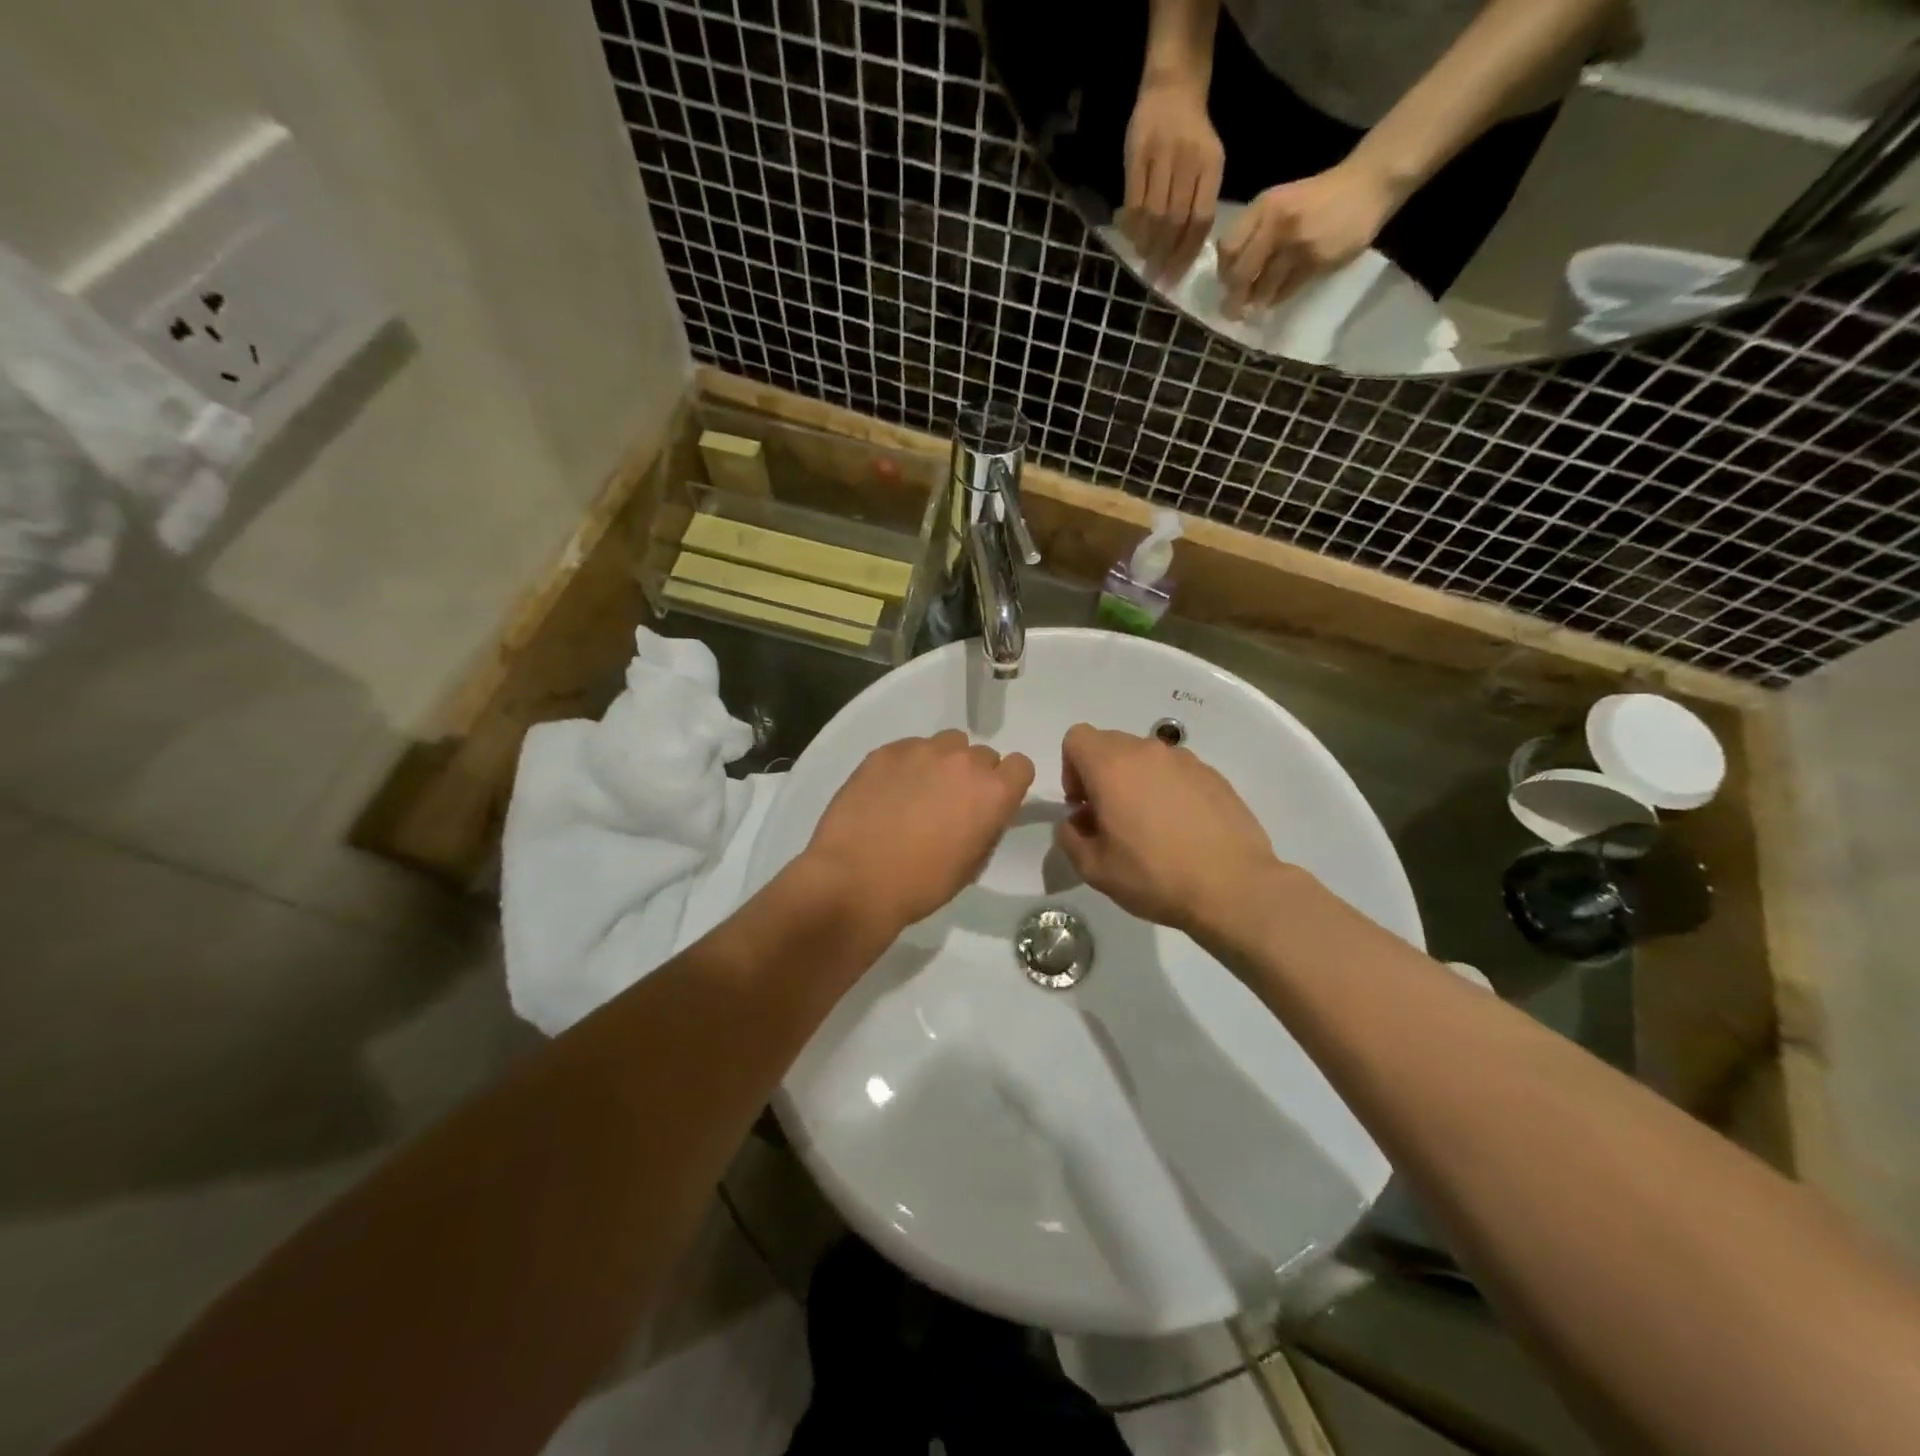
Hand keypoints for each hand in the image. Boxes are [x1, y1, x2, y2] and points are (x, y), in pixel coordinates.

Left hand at [804, 731, 1034, 937]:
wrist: (856, 880)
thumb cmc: (921, 884)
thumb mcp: (972, 864)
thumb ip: (986, 826)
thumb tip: (981, 812)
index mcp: (993, 792)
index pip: (1020, 766)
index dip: (1007, 784)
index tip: (990, 802)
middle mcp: (964, 761)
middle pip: (982, 754)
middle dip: (972, 775)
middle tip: (949, 803)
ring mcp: (922, 751)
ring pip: (946, 744)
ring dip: (942, 763)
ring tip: (918, 791)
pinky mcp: (886, 751)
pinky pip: (909, 748)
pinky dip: (907, 765)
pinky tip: (888, 792)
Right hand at [1053, 724, 1285, 943]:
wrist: (1233, 887)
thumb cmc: (1154, 875)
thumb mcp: (1093, 868)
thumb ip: (1070, 837)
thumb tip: (1077, 822)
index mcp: (1112, 766)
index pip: (1076, 738)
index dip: (1071, 769)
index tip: (1083, 804)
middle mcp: (1148, 752)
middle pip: (1110, 744)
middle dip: (1101, 774)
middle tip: (1111, 818)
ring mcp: (1185, 761)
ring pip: (1145, 758)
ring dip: (1136, 781)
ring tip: (1149, 826)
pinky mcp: (1213, 775)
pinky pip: (1176, 772)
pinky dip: (1168, 790)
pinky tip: (1181, 829)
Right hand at [1121, 75, 1224, 283]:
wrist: (1173, 86)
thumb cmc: (1192, 133)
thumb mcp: (1207, 162)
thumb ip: (1199, 200)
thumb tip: (1184, 250)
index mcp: (1211, 165)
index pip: (1201, 219)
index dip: (1187, 253)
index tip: (1175, 277)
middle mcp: (1189, 160)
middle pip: (1176, 221)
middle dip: (1165, 255)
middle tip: (1156, 278)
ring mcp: (1162, 155)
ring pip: (1154, 213)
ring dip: (1147, 244)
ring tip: (1143, 261)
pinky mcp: (1137, 153)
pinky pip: (1134, 200)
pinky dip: (1132, 225)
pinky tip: (1131, 238)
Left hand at [1217, 162, 1398, 315]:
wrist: (1368, 184)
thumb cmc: (1317, 198)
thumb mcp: (1280, 202)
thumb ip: (1253, 230)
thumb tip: (1229, 271)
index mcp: (1264, 207)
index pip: (1228, 248)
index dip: (1224, 271)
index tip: (1226, 283)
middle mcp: (1277, 224)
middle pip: (1241, 273)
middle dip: (1233, 297)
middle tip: (1232, 310)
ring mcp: (1297, 243)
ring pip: (1263, 287)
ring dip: (1256, 302)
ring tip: (1254, 307)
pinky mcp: (1316, 261)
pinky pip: (1286, 290)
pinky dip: (1277, 298)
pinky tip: (1276, 298)